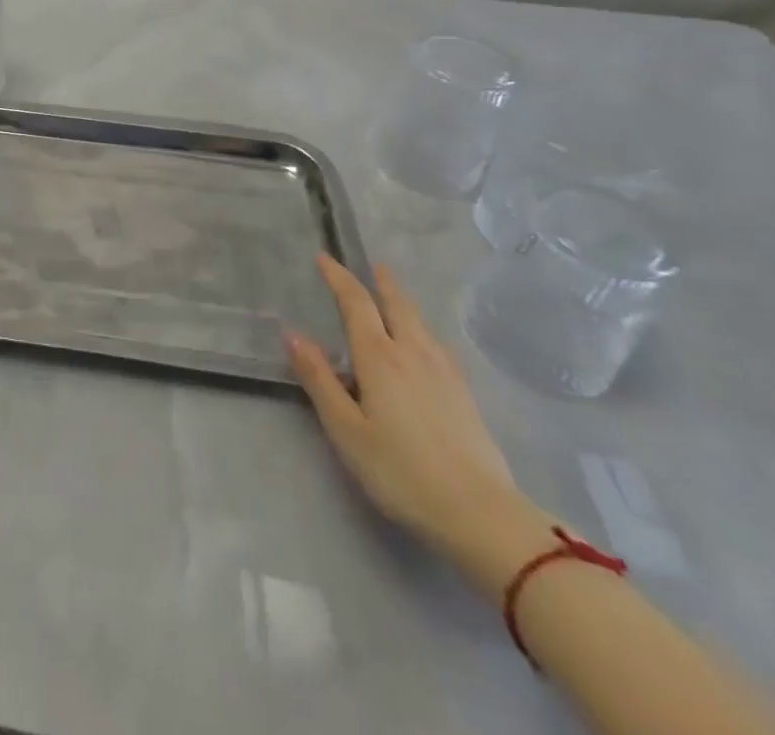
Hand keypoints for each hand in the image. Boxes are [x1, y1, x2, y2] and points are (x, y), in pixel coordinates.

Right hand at [287, 258, 550, 594]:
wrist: (481, 515)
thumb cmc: (401, 471)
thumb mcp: (346, 429)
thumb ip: (319, 380)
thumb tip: (293, 335)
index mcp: (379, 357)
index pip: (356, 303)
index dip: (338, 277)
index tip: (323, 258)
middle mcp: (413, 353)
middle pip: (397, 305)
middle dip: (381, 282)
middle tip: (371, 265)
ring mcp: (444, 374)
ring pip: (420, 323)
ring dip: (402, 303)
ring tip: (393, 298)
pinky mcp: (465, 395)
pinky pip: (436, 345)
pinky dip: (422, 329)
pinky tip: (424, 345)